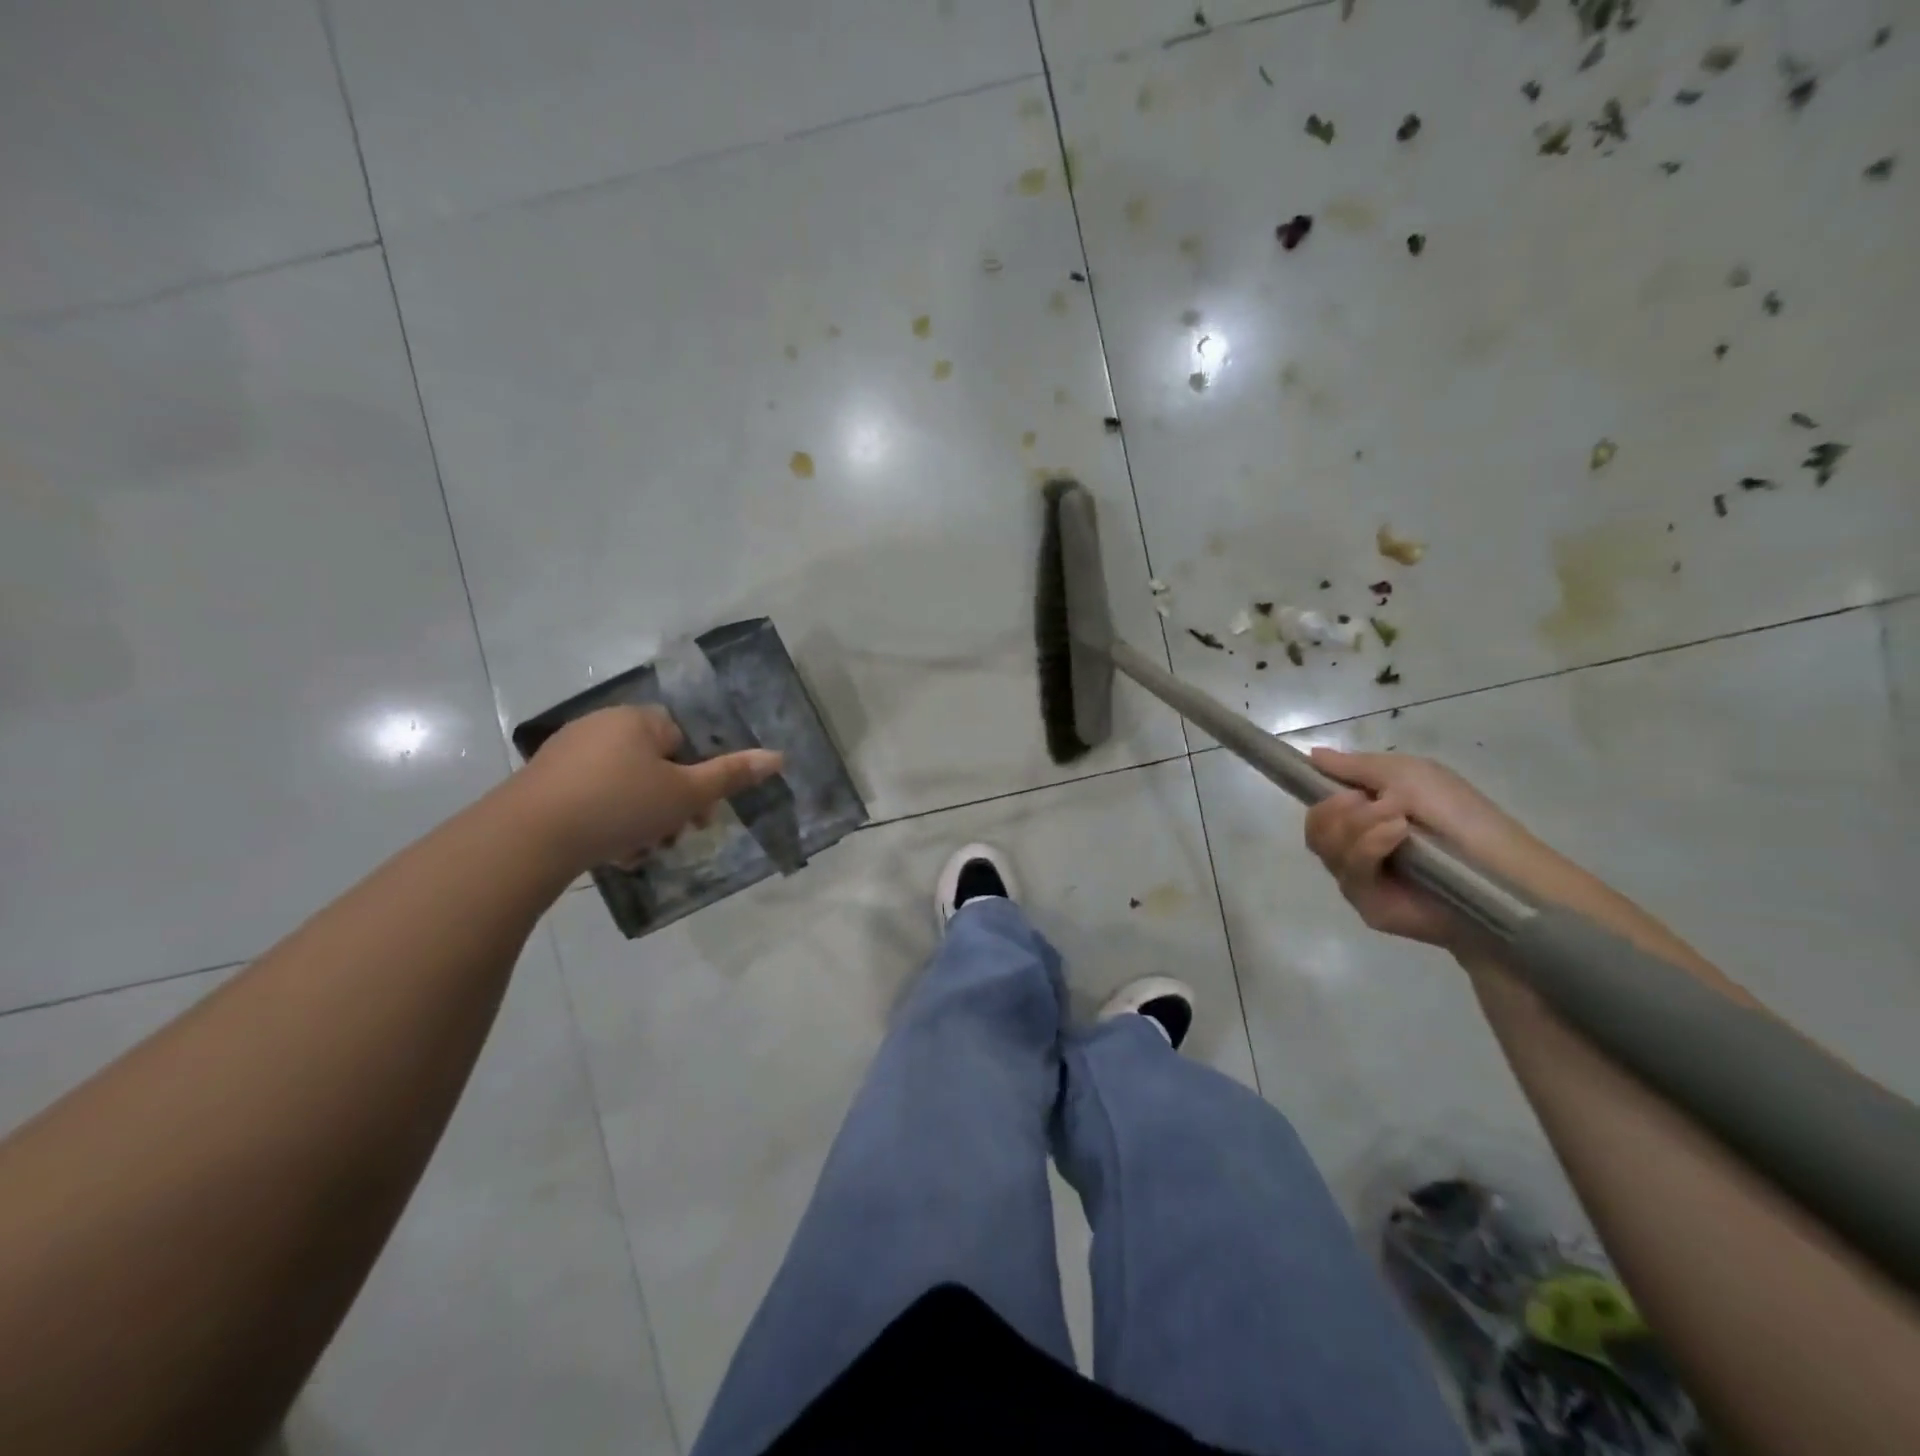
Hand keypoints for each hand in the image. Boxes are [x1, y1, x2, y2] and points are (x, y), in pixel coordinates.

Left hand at [511, 706, 784, 872]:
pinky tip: (610, 853)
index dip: (697, 778)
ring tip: (639, 853)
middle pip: (655, 766)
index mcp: (637, 719)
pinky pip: (593, 798)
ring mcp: (568, 754)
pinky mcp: (544, 783)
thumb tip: (779, 756)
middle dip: (670, 806)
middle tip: (673, 838)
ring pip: (625, 787)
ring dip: (642, 820)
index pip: (683, 740)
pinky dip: (608, 822)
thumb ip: (732, 775)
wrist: (527, 838)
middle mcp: (601, 726)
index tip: (700, 815)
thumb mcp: (686, 794)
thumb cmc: (619, 806)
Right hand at [1302, 749, 1536, 951]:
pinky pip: (1346, 871)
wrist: (1502, 871)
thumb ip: (1357, 766)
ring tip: (1397, 821)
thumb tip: (1312, 755)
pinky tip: (1396, 835)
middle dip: (1334, 808)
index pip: (1321, 802)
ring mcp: (1359, 875)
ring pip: (1324, 845)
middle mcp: (1356, 844)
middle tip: (1363, 800)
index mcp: (1366, 814)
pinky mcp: (1366, 902)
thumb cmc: (1460, 815)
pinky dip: (1368, 846)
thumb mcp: (1409, 774)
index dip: (1314, 788)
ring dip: (1356, 824)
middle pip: (1315, 825)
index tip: (1313, 776)